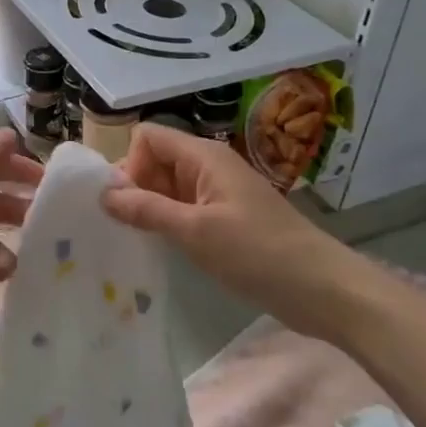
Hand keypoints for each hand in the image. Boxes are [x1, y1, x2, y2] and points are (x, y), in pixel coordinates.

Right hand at [102, 124, 366, 329]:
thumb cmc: (258, 253)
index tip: (125, 203)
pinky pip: (184, 209)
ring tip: (137, 240)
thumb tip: (103, 193)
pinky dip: (168, 223)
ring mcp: (218, 194)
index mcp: (203, 157)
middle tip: (124, 226)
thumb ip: (146, 209)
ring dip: (149, 208)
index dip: (129, 163)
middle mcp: (209, 167)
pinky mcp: (225, 219)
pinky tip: (162, 248)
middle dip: (134, 187)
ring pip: (167, 187)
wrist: (322, 289)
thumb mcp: (195, 231)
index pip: (148, 137)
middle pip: (155, 160)